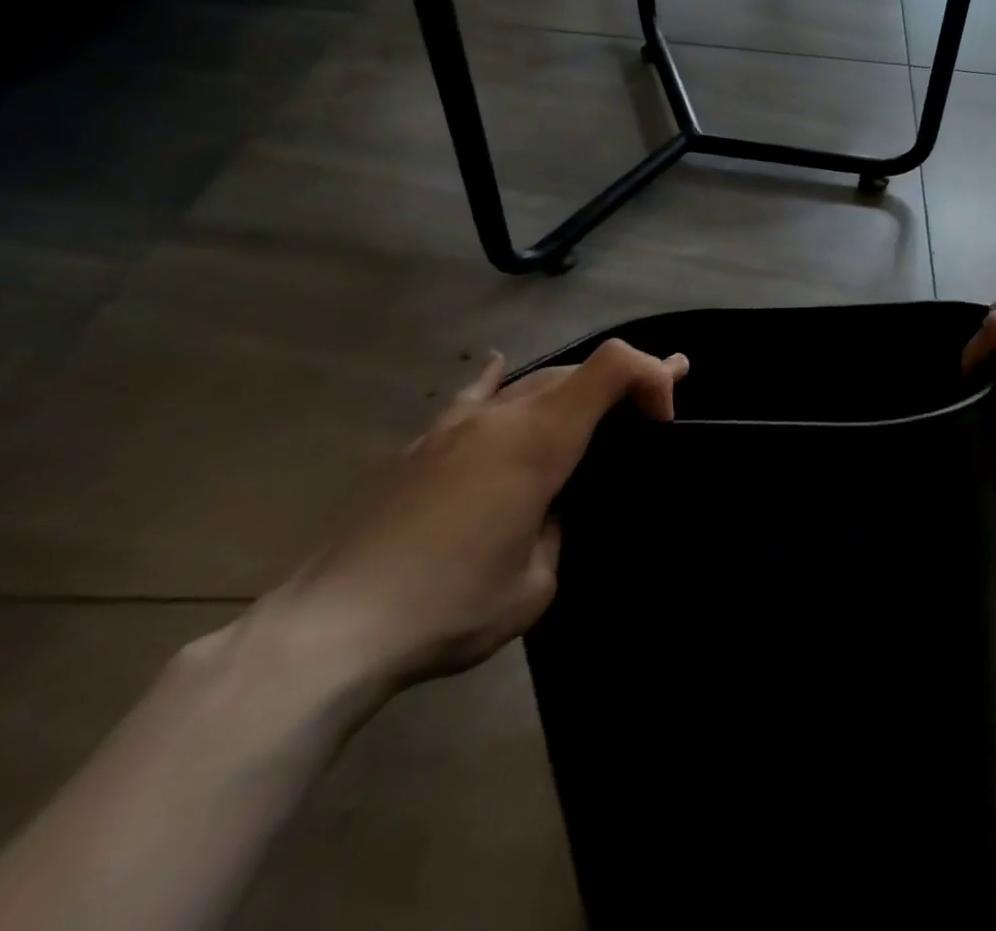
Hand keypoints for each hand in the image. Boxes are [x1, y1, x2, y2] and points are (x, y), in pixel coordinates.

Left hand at [263, 340, 687, 700]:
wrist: (332, 631)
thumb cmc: (450, 607)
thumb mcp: (538, 582)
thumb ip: (559, 528)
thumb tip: (548, 509)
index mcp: (541, 440)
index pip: (615, 365)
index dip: (653, 375)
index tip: (663, 424)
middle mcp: (504, 416)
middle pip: (579, 370)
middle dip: (628, 381)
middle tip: (658, 410)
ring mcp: (458, 426)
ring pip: (533, 382)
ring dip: (575, 389)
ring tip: (601, 401)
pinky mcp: (424, 446)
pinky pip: (475, 396)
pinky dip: (501, 381)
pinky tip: (500, 365)